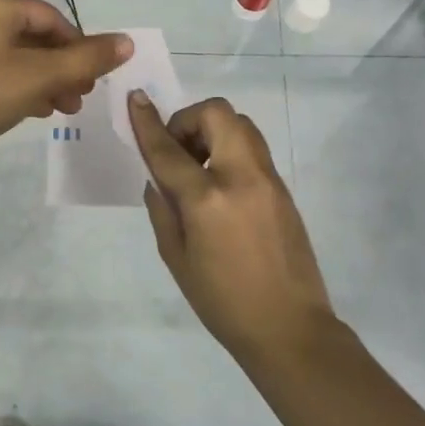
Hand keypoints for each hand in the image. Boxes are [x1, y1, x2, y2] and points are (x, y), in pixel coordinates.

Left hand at [0, 0, 131, 172]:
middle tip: (81, 97)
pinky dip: (15, 86)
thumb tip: (127, 42)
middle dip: (61, 67)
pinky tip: (32, 110)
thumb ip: (85, 60)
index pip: (50, 16)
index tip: (94, 78)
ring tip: (63, 109)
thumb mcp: (38, 77)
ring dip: (42, 80)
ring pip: (10, 55)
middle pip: (30, 35)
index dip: (79, 46)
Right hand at [130, 92, 339, 361]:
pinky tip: (219, 187)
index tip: (135, 98)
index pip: (169, 149)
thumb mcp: (176, 258)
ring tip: (198, 168)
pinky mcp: (283, 188)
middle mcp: (240, 177)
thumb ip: (163, 210)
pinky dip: (229, 150)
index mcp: (207, 199)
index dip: (147, 121)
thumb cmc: (222, 302)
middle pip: (217, 114)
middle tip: (178, 151)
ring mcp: (268, 179)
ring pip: (240, 125)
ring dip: (212, 132)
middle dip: (189, 120)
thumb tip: (158, 179)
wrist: (289, 327)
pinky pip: (252, 149)